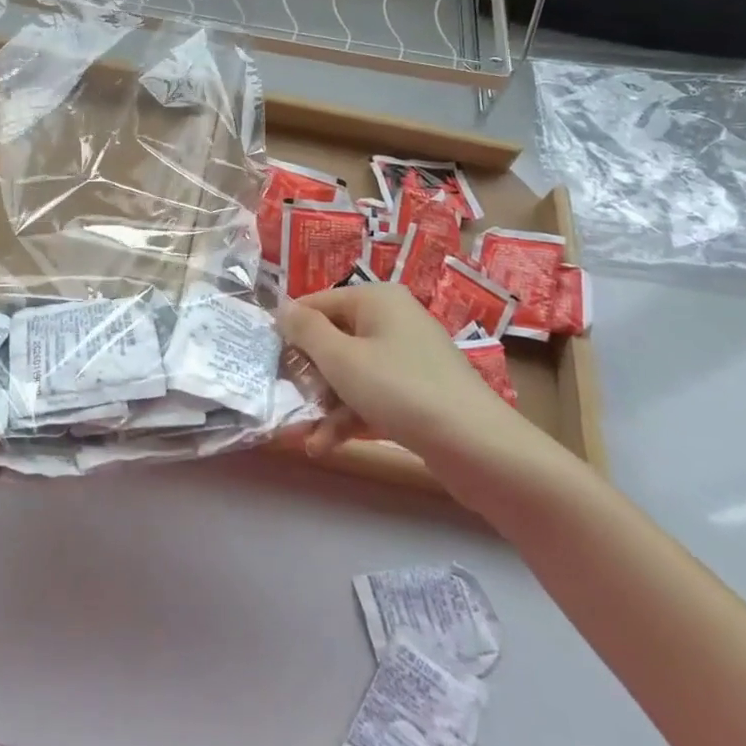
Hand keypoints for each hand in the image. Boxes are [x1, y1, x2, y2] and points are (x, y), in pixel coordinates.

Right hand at [278, 284, 574, 516]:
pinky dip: (350, 416)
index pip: (316, 303)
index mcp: (376, 298)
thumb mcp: (341, 358)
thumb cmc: (400, 390)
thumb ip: (306, 330)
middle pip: (333, 339)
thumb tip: (283, 309)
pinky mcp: (417, 391)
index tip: (267, 362)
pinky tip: (326, 446)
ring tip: (306, 438)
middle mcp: (392, 319)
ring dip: (325, 404)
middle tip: (286, 402)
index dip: (290, 331)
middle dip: (309, 375)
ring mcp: (407, 357)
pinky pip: (372, 395)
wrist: (478, 447)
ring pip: (351, 372)